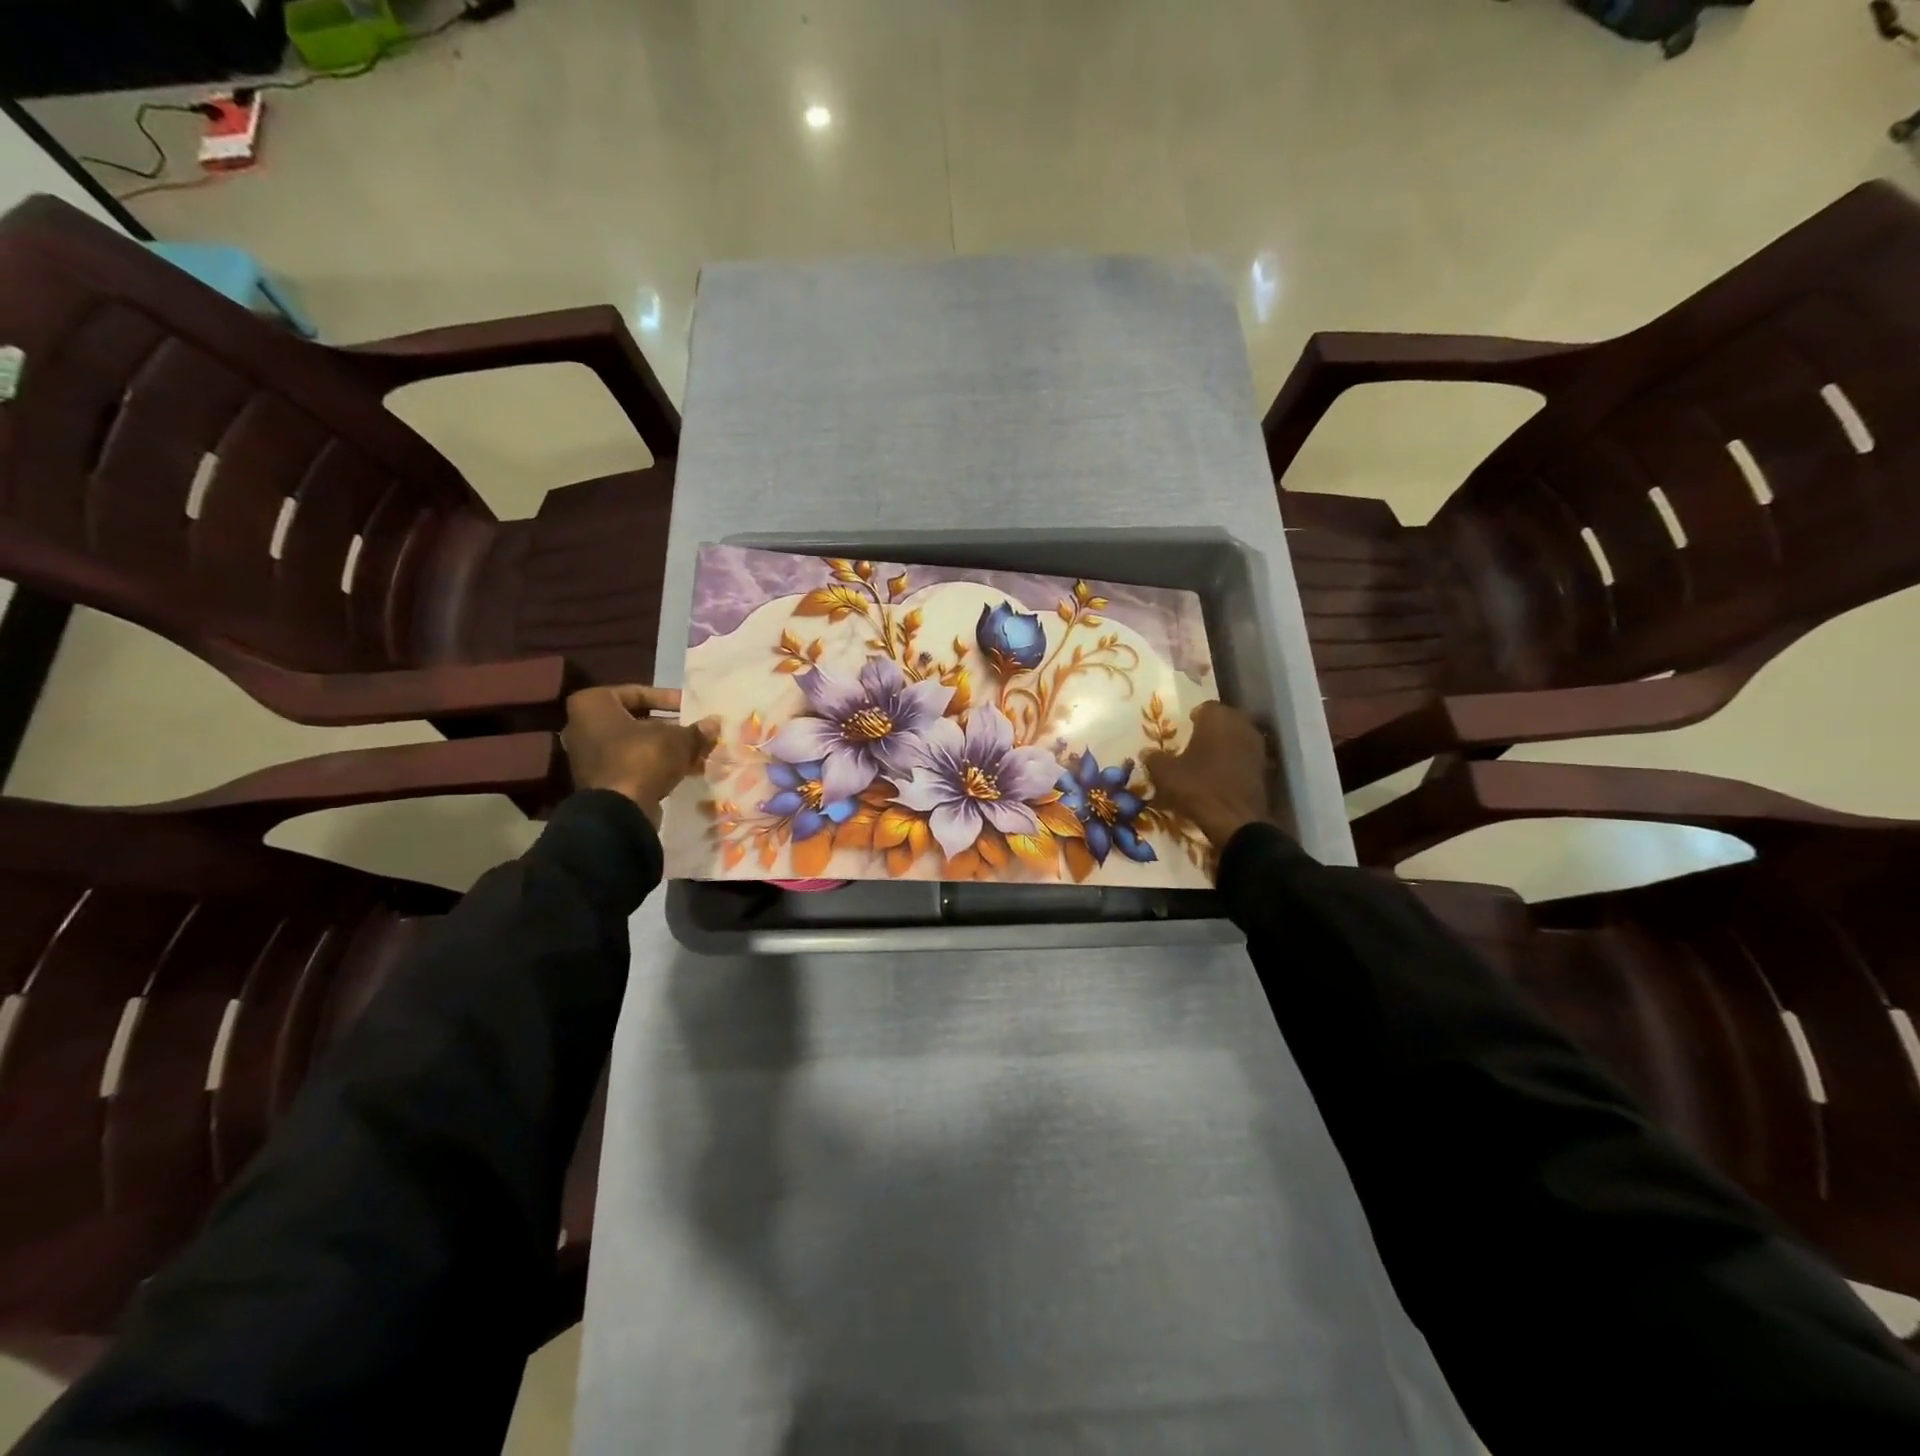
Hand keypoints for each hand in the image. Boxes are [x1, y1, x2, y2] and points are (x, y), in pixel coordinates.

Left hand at [561, 685, 718, 826]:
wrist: (619, 811)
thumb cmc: (642, 759)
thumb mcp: (677, 739)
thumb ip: (696, 730)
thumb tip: (715, 723)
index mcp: (592, 704)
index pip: (638, 693)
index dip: (669, 699)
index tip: (691, 708)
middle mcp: (583, 726)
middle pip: (637, 720)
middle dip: (670, 727)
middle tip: (695, 730)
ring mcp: (589, 755)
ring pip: (636, 744)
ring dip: (667, 748)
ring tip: (697, 752)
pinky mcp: (600, 780)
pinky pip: (632, 763)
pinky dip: (656, 765)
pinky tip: (686, 770)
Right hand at [1142, 702, 1281, 853]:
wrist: (1235, 821)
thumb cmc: (1197, 787)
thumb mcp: (1164, 773)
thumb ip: (1154, 758)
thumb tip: (1147, 752)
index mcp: (1217, 718)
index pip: (1205, 707)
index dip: (1193, 717)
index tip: (1184, 728)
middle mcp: (1241, 725)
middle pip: (1225, 720)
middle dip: (1211, 729)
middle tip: (1194, 742)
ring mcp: (1257, 747)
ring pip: (1237, 738)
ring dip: (1224, 745)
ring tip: (1207, 760)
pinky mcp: (1264, 768)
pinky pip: (1244, 757)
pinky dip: (1234, 762)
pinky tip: (1221, 776)